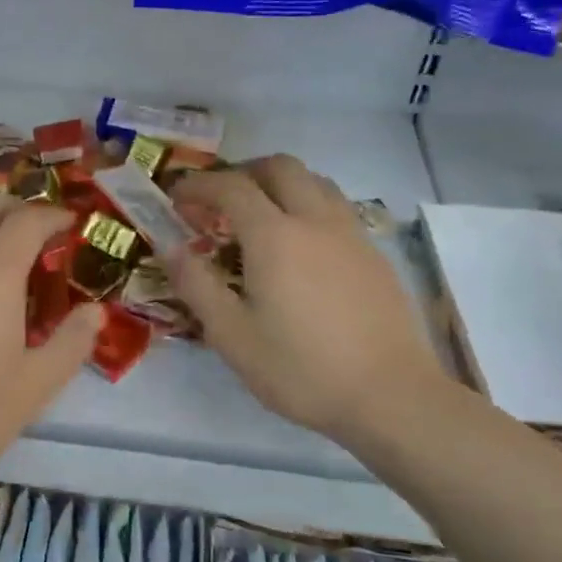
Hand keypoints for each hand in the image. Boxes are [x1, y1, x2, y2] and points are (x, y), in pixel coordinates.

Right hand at [170, 156, 444, 445]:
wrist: (390, 395)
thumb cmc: (301, 369)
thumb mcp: (232, 336)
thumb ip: (196, 285)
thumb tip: (170, 248)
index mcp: (274, 236)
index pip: (230, 186)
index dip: (198, 185)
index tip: (177, 197)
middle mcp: (315, 220)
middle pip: (279, 166)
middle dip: (242, 172)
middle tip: (220, 201)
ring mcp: (351, 233)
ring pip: (314, 181)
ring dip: (280, 184)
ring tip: (261, 216)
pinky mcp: (374, 253)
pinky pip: (336, 207)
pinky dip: (308, 206)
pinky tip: (302, 248)